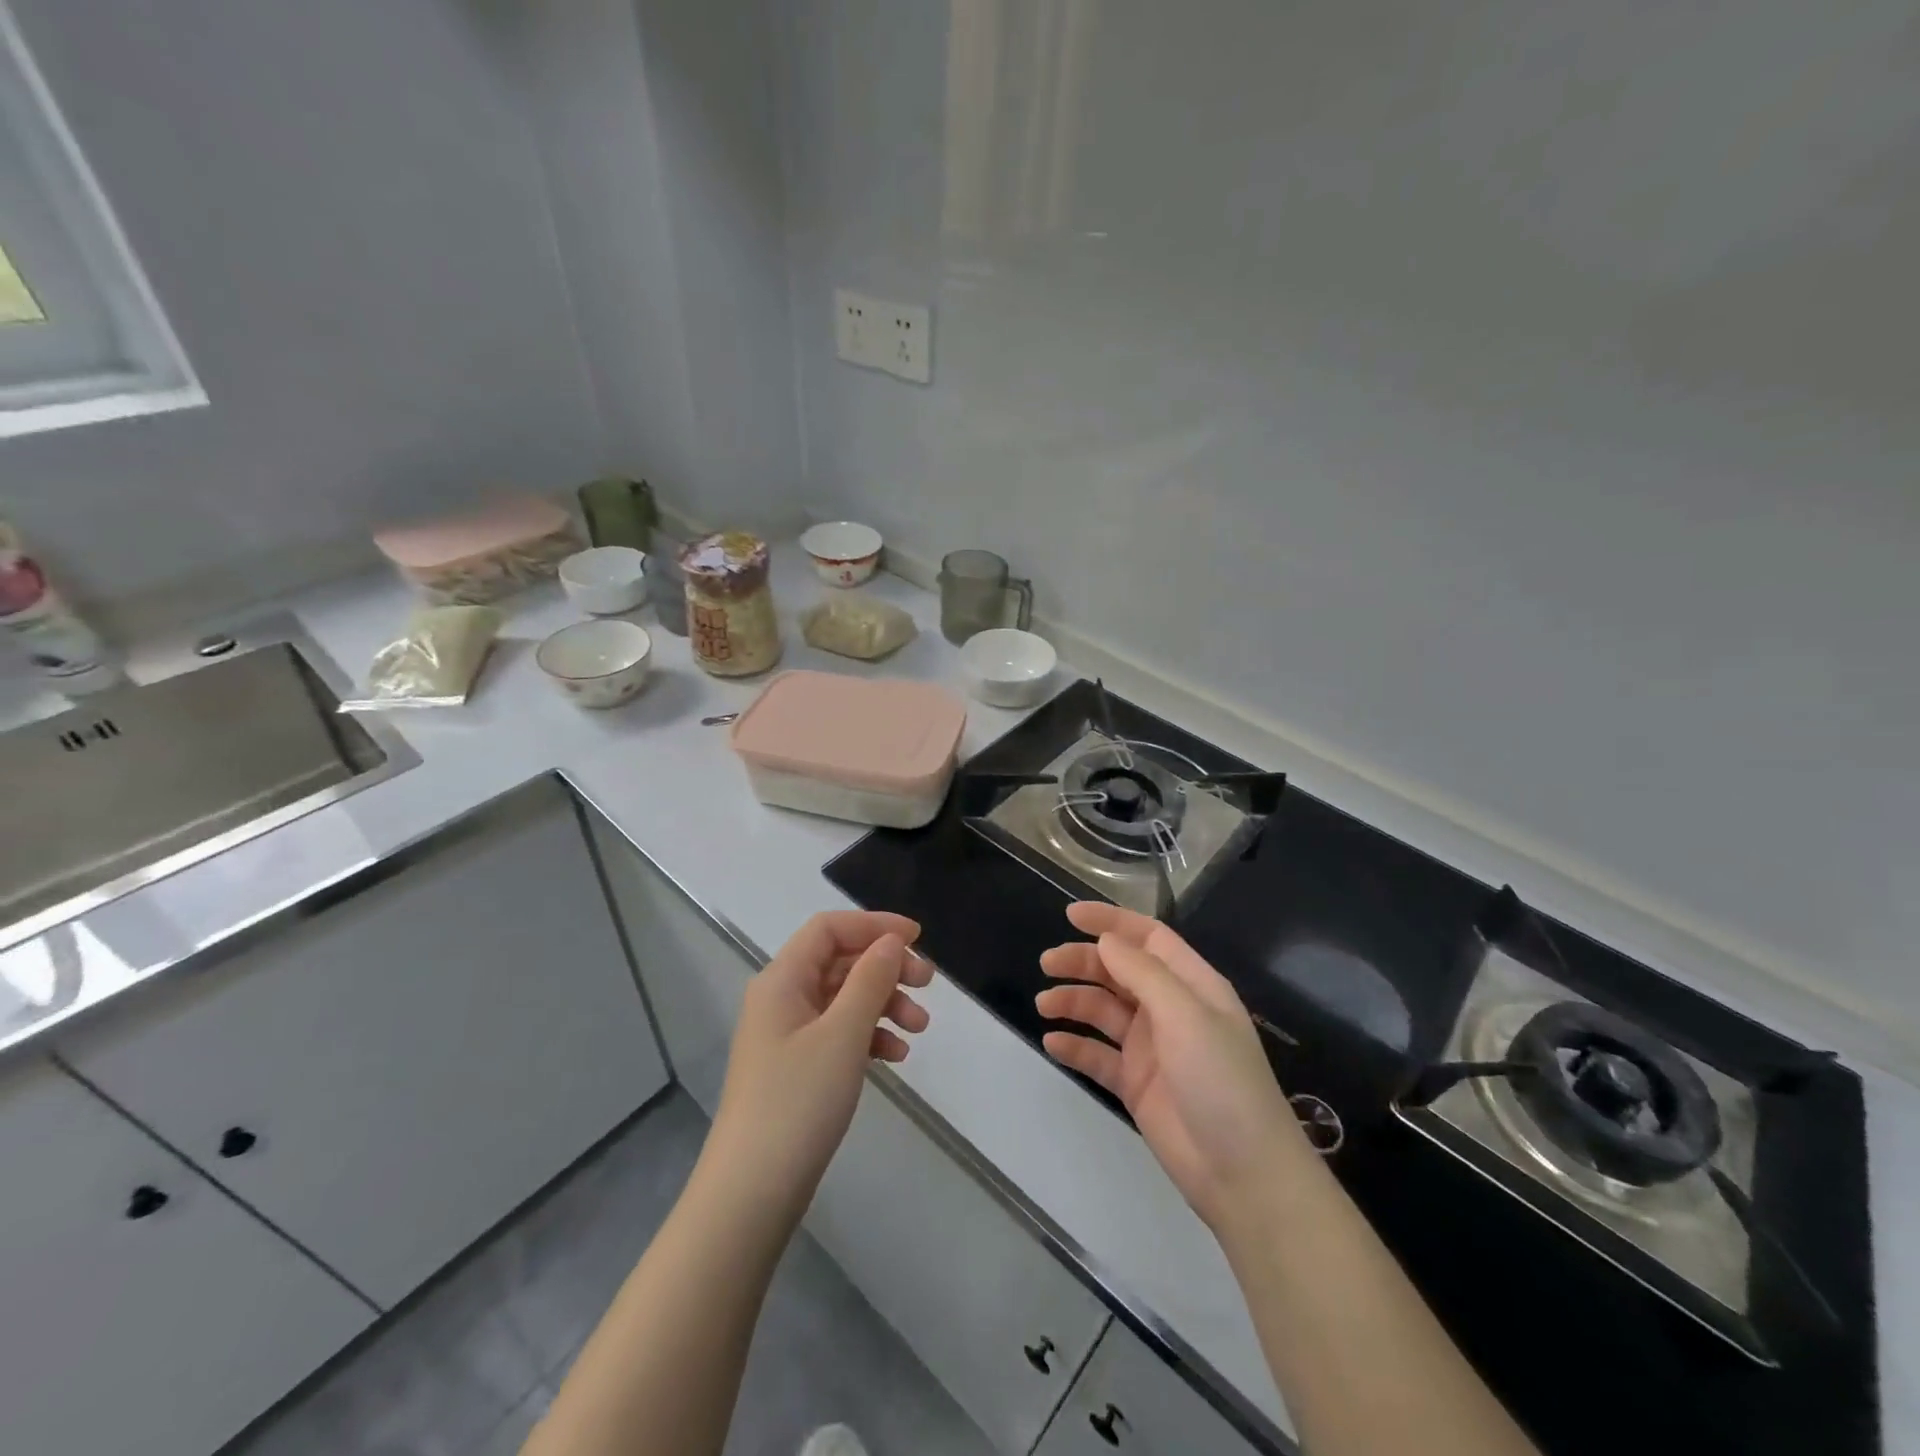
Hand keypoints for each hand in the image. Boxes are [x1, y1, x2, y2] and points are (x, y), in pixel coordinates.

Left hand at [709, 910, 930, 1216]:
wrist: (751, 1193)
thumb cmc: (798, 1103)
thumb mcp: (842, 1034)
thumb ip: (870, 980)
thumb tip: (891, 941)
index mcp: (782, 979)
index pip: (829, 928)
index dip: (874, 924)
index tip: (918, 938)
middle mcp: (781, 998)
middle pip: (840, 961)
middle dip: (886, 967)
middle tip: (928, 985)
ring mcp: (787, 1035)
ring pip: (844, 998)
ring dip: (884, 1003)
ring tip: (920, 1028)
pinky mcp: (796, 1067)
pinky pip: (839, 1032)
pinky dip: (869, 1035)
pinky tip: (895, 1056)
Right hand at [1036, 902, 1310, 1232]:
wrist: (1244, 1174)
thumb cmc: (1221, 1081)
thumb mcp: (1186, 1016)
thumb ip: (1143, 974)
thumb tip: (1105, 940)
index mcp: (1192, 985)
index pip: (1148, 938)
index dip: (1112, 922)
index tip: (1071, 915)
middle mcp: (1170, 1010)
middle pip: (1120, 971)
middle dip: (1083, 962)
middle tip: (1047, 963)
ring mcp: (1152, 1048)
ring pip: (1104, 1011)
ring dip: (1074, 1001)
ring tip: (1044, 1004)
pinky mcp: (1136, 1084)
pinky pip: (1099, 1055)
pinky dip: (1076, 1045)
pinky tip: (1052, 1042)